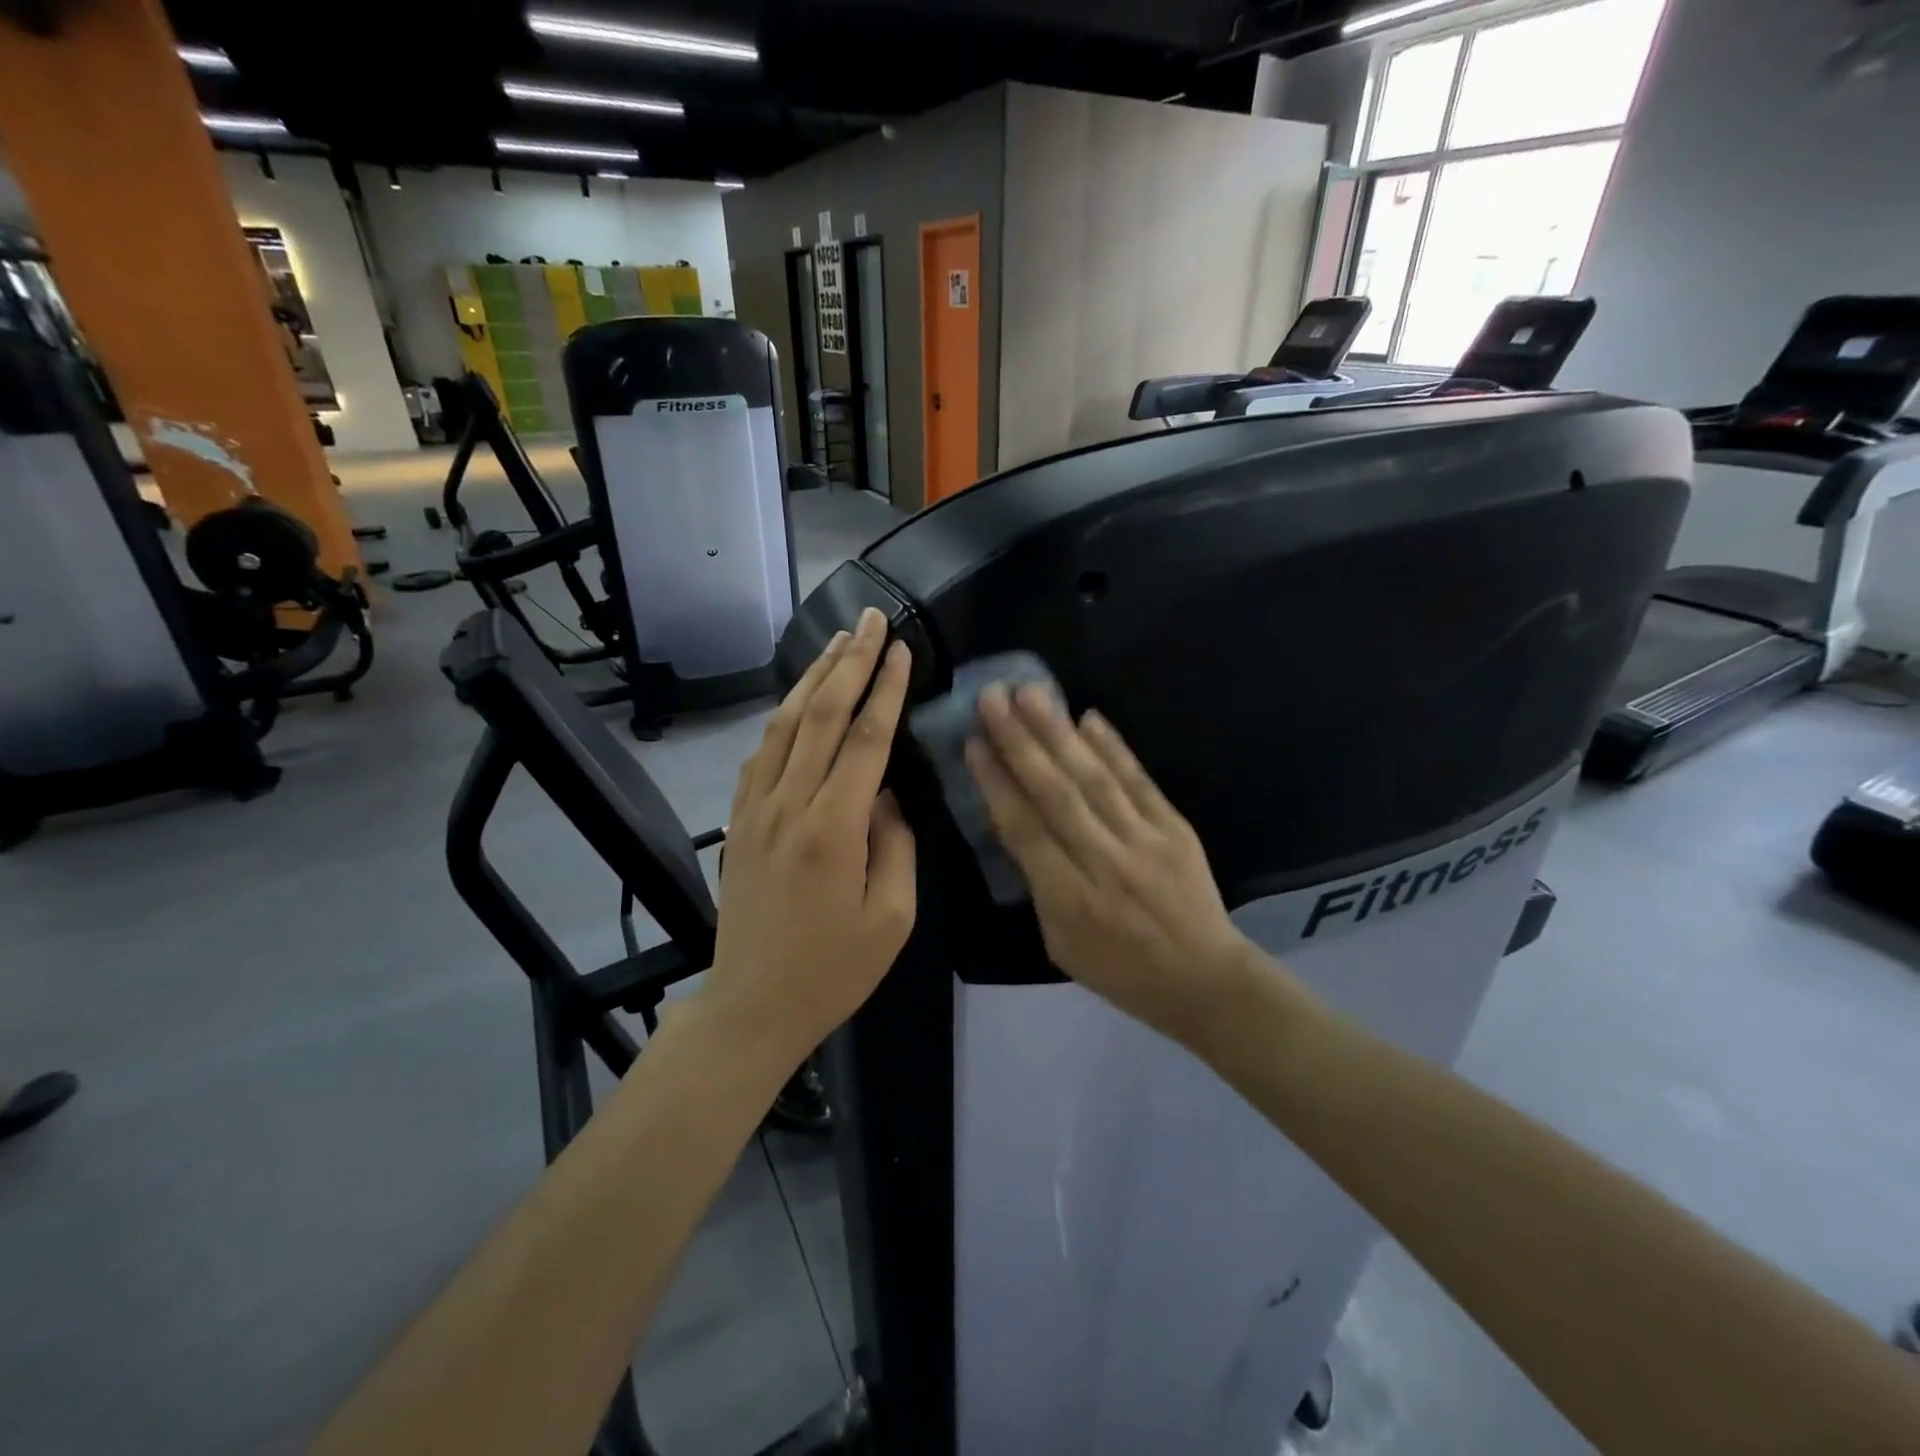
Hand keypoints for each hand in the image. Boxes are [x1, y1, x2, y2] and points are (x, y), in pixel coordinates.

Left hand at [704, 607, 916, 1063]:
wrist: (753, 1004)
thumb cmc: (833, 970)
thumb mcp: (891, 918)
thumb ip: (896, 845)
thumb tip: (886, 795)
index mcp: (833, 828)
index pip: (866, 738)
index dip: (886, 688)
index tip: (902, 648)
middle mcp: (789, 805)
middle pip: (821, 714)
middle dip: (850, 661)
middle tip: (872, 619)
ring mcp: (757, 810)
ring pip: (784, 724)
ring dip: (813, 677)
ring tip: (839, 641)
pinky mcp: (740, 821)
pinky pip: (761, 753)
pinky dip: (782, 716)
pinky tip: (797, 700)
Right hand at [966, 685, 1258, 1048]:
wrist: (1204, 981)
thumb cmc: (1121, 972)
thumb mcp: (1060, 944)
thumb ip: (1037, 886)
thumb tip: (1019, 827)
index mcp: (1069, 899)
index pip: (1024, 829)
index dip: (996, 783)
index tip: (973, 743)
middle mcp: (1104, 862)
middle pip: (1055, 793)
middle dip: (1020, 742)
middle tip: (992, 698)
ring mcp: (1144, 841)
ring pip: (1094, 779)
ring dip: (1059, 733)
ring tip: (1031, 693)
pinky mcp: (1175, 829)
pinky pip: (1140, 782)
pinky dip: (1114, 748)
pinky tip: (1089, 717)